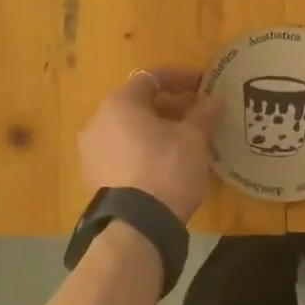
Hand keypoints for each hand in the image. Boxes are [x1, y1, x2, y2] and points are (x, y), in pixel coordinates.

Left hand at [78, 69, 221, 222]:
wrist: (136, 226)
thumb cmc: (166, 169)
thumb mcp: (193, 139)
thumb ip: (202, 115)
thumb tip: (214, 100)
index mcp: (120, 103)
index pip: (151, 78)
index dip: (180, 79)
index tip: (203, 85)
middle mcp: (97, 121)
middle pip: (137, 103)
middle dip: (168, 106)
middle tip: (196, 114)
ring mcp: (91, 151)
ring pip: (127, 129)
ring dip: (154, 129)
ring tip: (182, 140)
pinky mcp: (93, 177)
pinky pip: (120, 152)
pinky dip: (141, 149)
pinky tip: (163, 162)